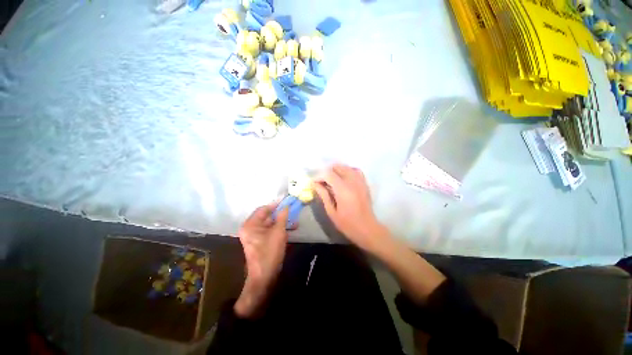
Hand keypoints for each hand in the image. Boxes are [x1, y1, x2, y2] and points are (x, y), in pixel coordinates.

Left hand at [234, 204, 289, 317]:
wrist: (264, 277)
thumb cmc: (270, 252)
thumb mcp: (278, 232)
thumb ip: (282, 217)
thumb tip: (286, 206)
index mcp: (250, 224)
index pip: (263, 209)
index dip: (276, 205)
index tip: (286, 201)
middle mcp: (250, 228)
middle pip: (267, 216)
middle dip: (280, 214)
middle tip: (292, 210)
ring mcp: (254, 236)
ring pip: (270, 224)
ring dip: (282, 222)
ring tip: (294, 221)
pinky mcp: (260, 241)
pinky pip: (270, 231)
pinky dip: (279, 229)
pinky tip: (290, 229)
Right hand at [312, 164, 389, 252]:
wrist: (367, 228)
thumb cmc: (347, 223)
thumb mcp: (331, 211)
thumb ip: (323, 195)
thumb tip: (315, 184)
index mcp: (343, 189)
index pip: (328, 174)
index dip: (319, 176)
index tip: (314, 183)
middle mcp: (352, 182)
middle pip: (338, 167)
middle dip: (327, 172)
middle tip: (322, 182)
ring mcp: (360, 181)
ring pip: (347, 167)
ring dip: (337, 170)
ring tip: (332, 180)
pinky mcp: (364, 183)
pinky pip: (356, 171)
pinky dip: (348, 171)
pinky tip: (344, 178)